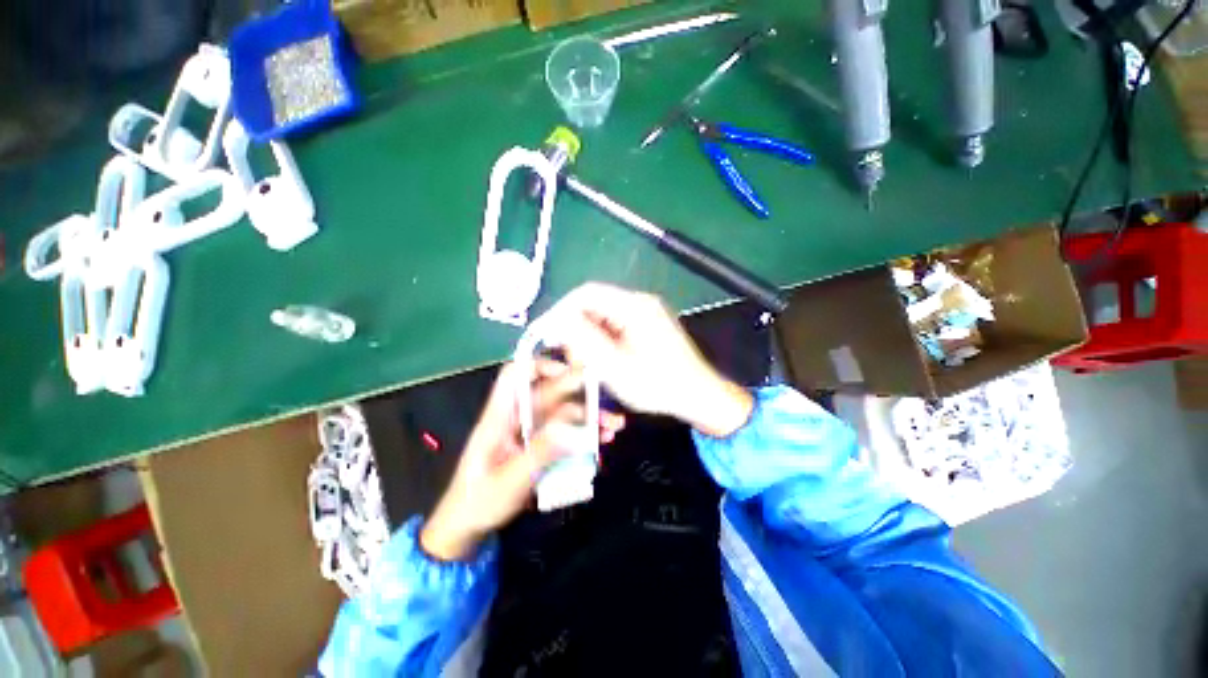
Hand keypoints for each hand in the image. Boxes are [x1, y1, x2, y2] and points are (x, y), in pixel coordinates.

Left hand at [421, 360, 623, 561]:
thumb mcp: (509, 481)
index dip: (541, 366)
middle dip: (582, 396)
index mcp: (501, 416)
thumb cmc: (480, 501)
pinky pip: (564, 433)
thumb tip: (570, 429)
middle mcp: (518, 417)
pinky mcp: (539, 447)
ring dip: (588, 418)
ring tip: (613, 429)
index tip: (572, 373)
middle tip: (608, 405)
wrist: (467, 527)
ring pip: (563, 414)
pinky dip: (583, 436)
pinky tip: (601, 443)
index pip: (516, 375)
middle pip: (551, 394)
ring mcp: (530, 432)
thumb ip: (539, 454)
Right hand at [552, 282, 753, 437]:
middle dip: (575, 326)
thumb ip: (583, 341)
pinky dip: (601, 339)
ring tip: (584, 361)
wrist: (697, 395)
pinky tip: (600, 359)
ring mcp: (645, 312)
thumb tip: (557, 321)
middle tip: (568, 354)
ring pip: (603, 315)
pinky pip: (614, 325)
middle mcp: (639, 302)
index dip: (561, 310)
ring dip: (587, 335)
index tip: (546, 332)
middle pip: (594, 303)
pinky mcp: (647, 324)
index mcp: (634, 306)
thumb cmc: (658, 384)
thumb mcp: (615, 367)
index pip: (586, 293)